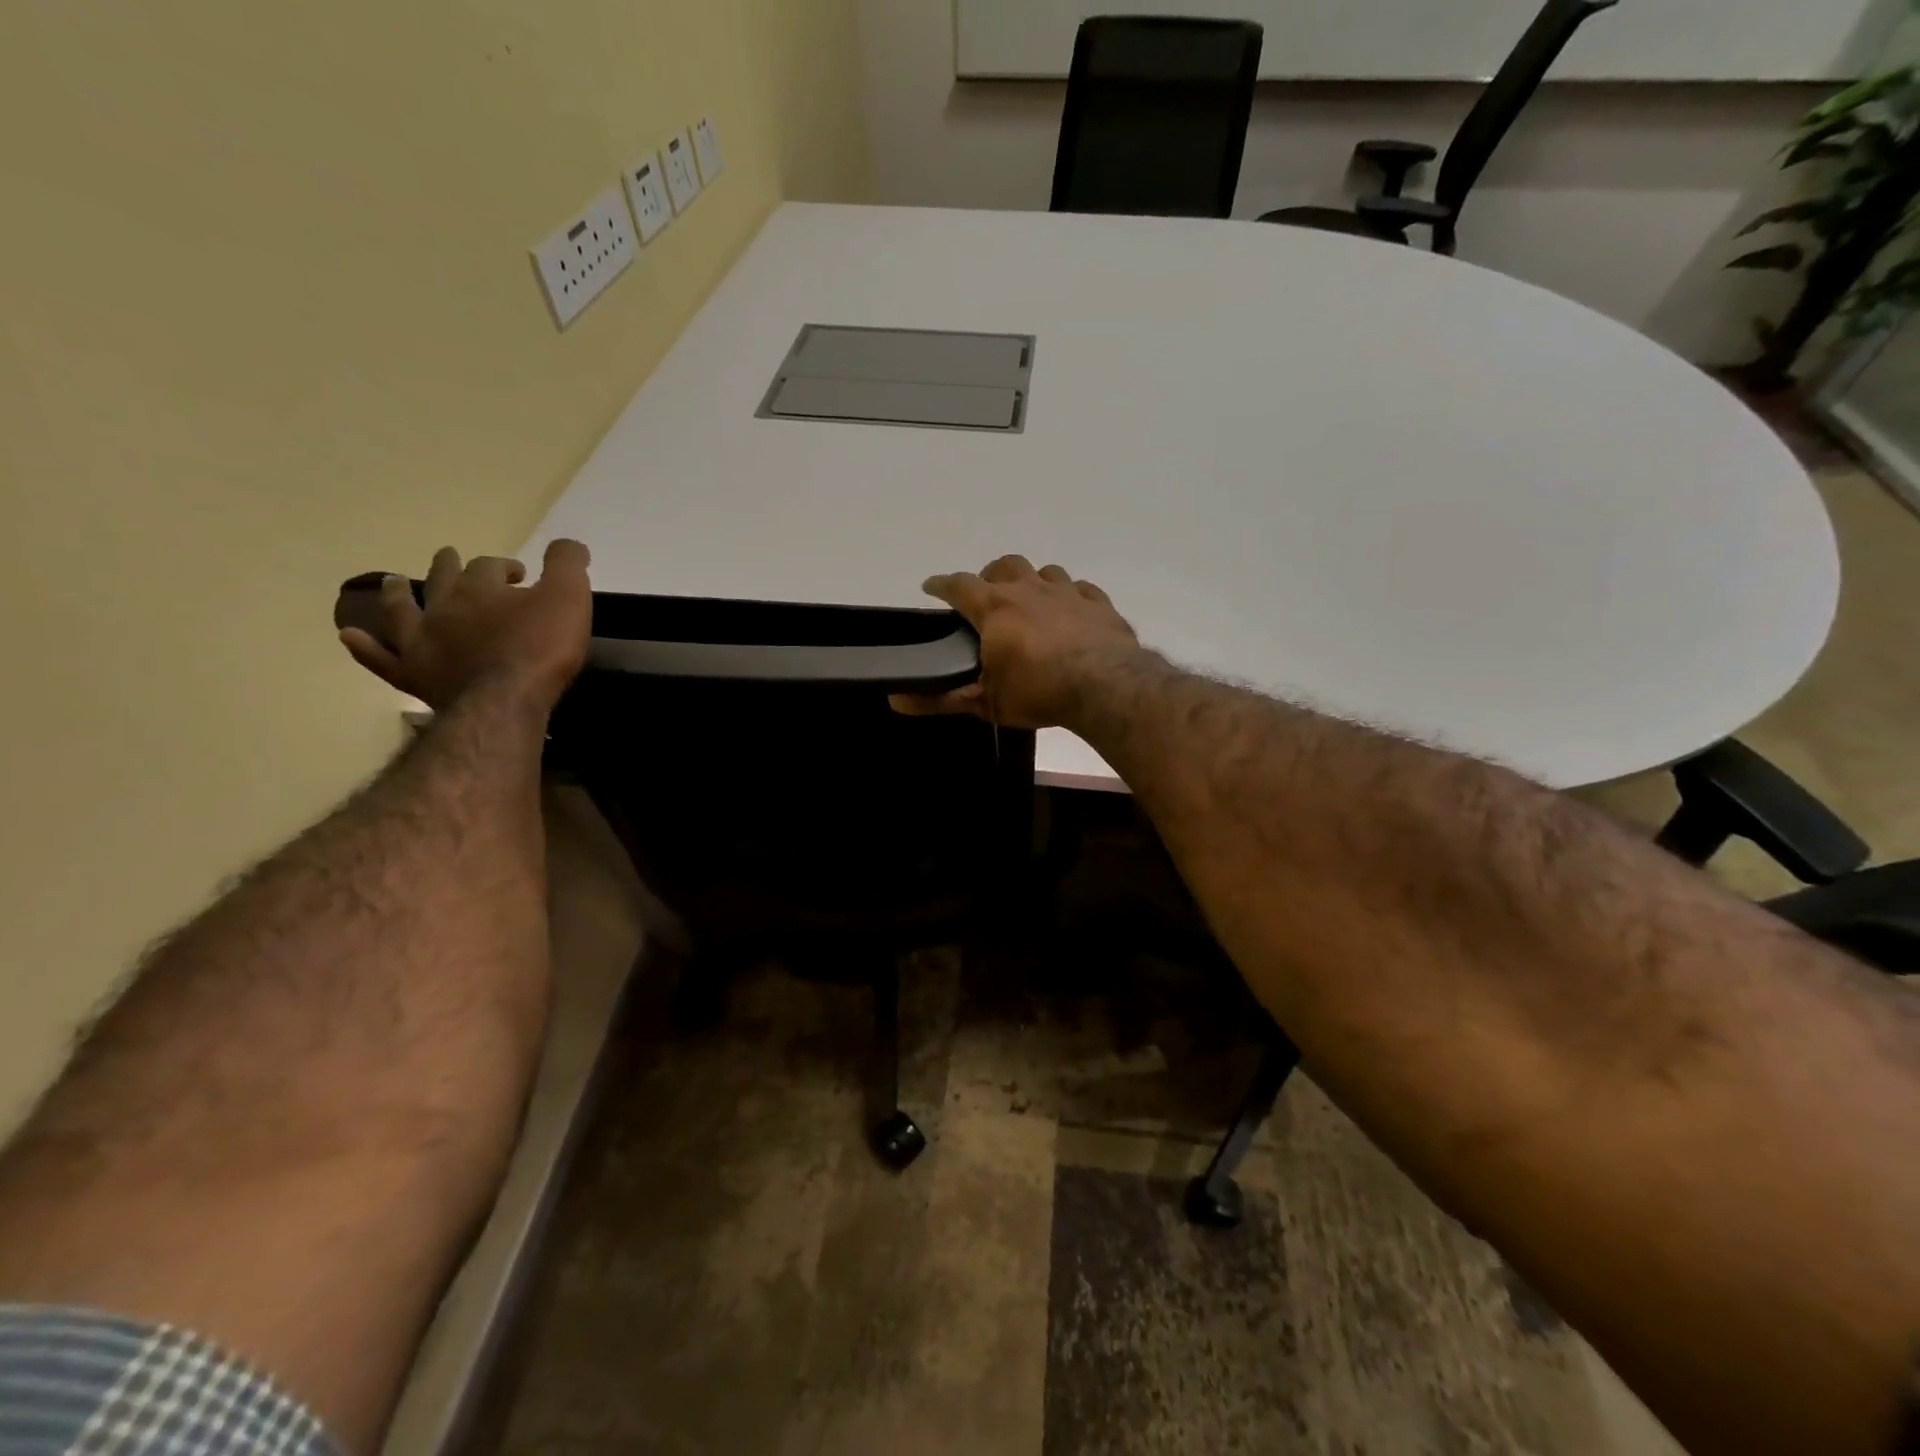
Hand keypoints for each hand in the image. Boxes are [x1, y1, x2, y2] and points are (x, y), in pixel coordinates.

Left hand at [340, 540, 592, 712]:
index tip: (522, 574)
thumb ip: (567, 565)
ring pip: (402, 610)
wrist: (505, 699)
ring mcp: (421, 641)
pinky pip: (381, 658)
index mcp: (481, 587)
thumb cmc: (541, 648)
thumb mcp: (569, 597)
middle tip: (449, 557)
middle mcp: (444, 606)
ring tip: (393, 581)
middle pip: (442, 579)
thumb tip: (568, 545)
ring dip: (397, 594)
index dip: (504, 567)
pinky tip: (350, 637)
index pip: (489, 566)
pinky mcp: (413, 674)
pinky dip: (365, 647)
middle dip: (448, 566)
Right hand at [893, 555, 1139, 728]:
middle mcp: (1029, 589)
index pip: (958, 585)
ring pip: (1043, 571)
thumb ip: (940, 700)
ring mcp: (1067, 592)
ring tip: (1029, 603)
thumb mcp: (985, 704)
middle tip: (986, 599)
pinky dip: (1069, 596)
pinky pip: (1079, 588)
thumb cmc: (1038, 693)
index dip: (941, 584)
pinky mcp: (1098, 603)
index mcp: (995, 608)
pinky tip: (1070, 612)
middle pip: (1003, 565)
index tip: (930, 587)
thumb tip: (895, 700)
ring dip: (1030, 582)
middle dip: (989, 576)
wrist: (1107, 687)